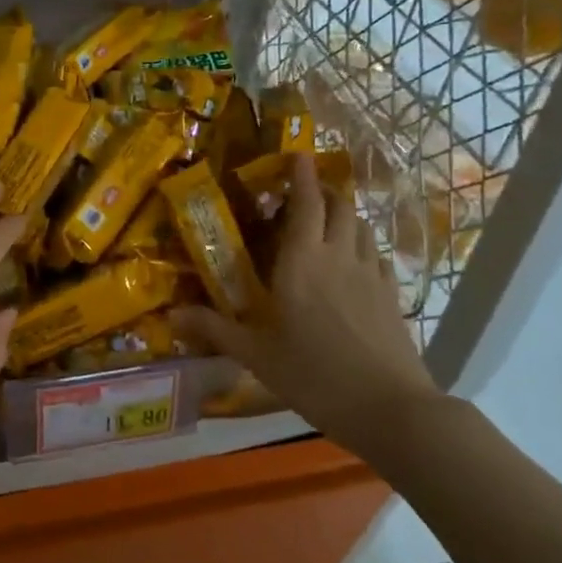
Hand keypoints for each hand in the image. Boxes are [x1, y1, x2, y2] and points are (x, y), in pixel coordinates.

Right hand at [173, 152, 440, 458]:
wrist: (390, 408)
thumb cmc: (314, 374)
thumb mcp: (255, 355)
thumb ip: (214, 329)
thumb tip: (170, 316)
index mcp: (302, 262)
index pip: (306, 203)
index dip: (302, 175)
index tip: (296, 154)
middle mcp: (338, 256)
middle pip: (340, 206)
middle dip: (324, 190)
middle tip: (304, 192)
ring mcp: (370, 274)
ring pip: (361, 227)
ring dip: (344, 215)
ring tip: (326, 223)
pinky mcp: (391, 295)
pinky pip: (375, 254)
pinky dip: (361, 244)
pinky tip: (352, 263)